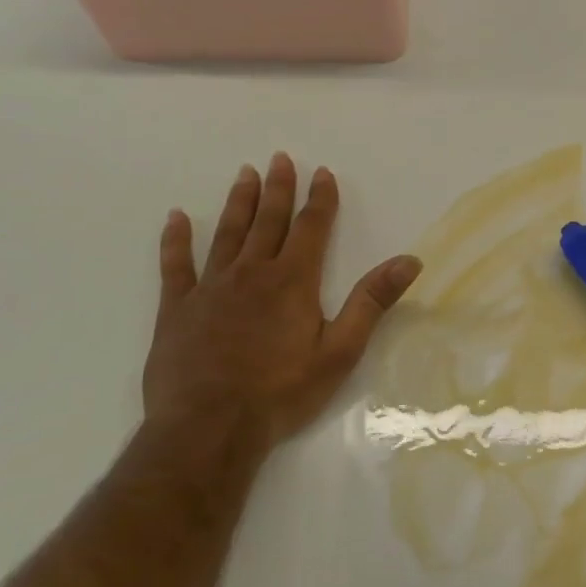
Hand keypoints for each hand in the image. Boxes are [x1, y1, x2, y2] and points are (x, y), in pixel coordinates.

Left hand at [144, 153, 421, 452]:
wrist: (209, 428)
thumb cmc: (282, 391)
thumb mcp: (341, 349)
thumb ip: (372, 301)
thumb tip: (409, 260)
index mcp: (293, 281)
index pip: (311, 228)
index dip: (320, 199)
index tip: (323, 172)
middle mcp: (252, 273)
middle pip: (268, 221)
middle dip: (278, 189)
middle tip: (280, 158)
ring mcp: (210, 288)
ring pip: (227, 234)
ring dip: (239, 202)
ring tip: (245, 174)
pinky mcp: (177, 309)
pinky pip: (176, 265)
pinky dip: (176, 239)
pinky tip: (176, 218)